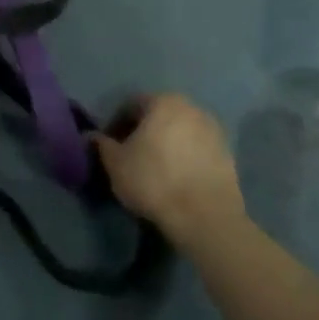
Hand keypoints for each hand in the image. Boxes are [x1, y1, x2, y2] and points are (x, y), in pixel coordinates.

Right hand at [95, 94, 244, 250]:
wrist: (205, 217)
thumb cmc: (154, 181)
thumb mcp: (115, 163)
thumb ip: (101, 144)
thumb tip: (90, 136)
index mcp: (164, 102)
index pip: (131, 105)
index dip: (116, 125)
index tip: (110, 146)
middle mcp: (192, 108)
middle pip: (158, 116)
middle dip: (142, 132)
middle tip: (130, 156)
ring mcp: (214, 131)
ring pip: (179, 132)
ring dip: (165, 144)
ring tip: (154, 169)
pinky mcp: (228, 155)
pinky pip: (197, 149)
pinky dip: (184, 157)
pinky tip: (176, 179)